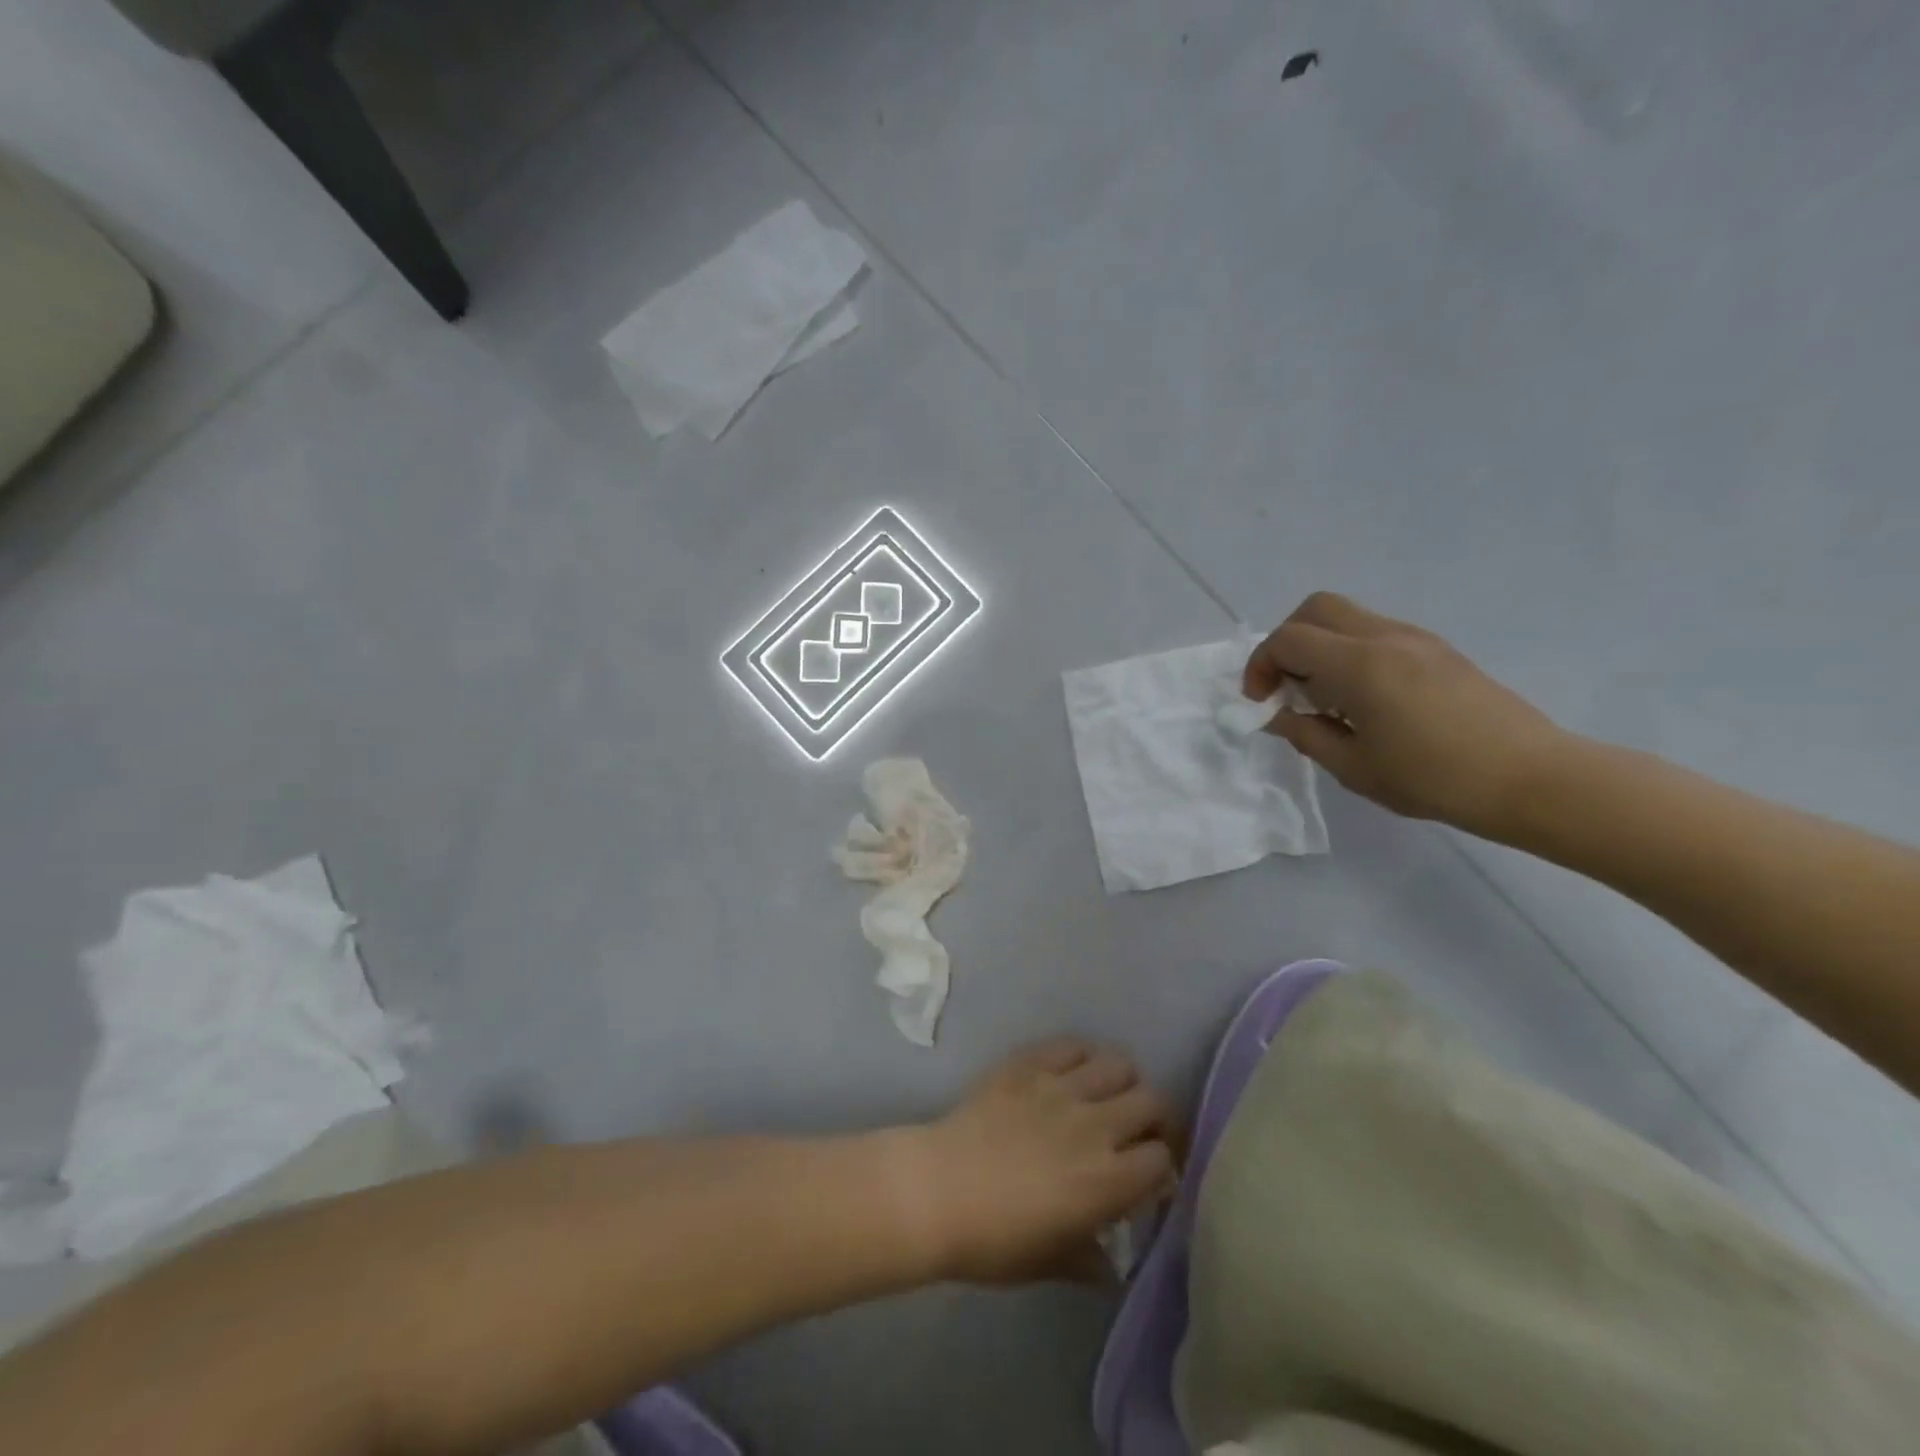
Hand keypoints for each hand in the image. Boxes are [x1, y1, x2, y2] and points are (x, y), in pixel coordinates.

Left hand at [901, 1040, 1176, 1284]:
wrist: (937, 1190)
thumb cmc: (994, 1240)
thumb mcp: (1050, 1263)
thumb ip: (1091, 1260)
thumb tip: (1113, 1263)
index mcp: (1107, 1180)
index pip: (1162, 1158)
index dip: (1161, 1166)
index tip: (1149, 1175)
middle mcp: (1095, 1125)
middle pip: (1153, 1101)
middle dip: (1154, 1117)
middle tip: (1137, 1131)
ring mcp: (1062, 1087)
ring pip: (1119, 1063)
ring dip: (1122, 1081)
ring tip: (1106, 1095)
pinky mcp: (1029, 1064)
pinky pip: (1071, 1045)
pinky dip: (1080, 1056)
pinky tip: (1069, 1072)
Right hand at [1244, 591, 1570, 839]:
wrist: (1530, 777)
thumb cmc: (1434, 778)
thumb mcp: (1353, 767)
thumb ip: (1305, 733)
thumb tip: (1279, 714)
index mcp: (1359, 665)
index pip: (1288, 639)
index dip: (1261, 666)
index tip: (1262, 702)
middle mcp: (1385, 637)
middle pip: (1315, 608)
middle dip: (1286, 642)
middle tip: (1286, 685)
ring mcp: (1416, 638)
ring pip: (1347, 616)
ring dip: (1319, 646)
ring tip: (1324, 697)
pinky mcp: (1437, 649)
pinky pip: (1375, 632)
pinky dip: (1349, 652)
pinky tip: (1361, 698)